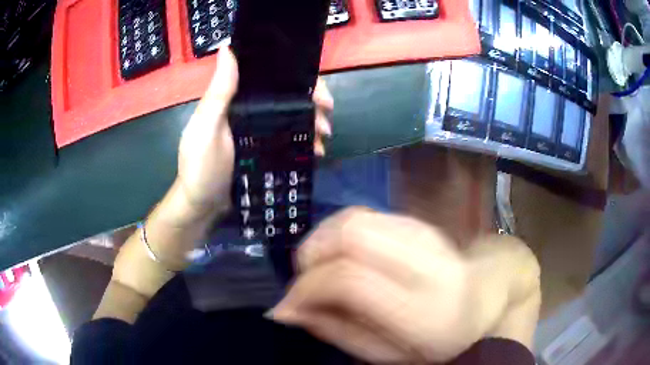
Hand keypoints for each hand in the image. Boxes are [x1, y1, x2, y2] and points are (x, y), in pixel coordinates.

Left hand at [176, 48, 333, 219]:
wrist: (203, 207)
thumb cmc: (201, 167)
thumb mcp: (207, 128)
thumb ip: (219, 92)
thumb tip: (227, 47)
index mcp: (235, 99)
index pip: (271, 79)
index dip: (298, 81)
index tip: (320, 94)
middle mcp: (249, 110)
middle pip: (287, 98)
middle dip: (313, 105)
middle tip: (327, 122)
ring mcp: (258, 132)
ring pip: (292, 118)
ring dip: (313, 124)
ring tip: (324, 140)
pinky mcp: (264, 151)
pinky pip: (289, 140)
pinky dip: (305, 143)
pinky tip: (316, 152)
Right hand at [271, 207, 540, 363]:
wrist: (485, 300)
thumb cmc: (437, 339)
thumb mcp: (387, 355)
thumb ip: (336, 331)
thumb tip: (286, 310)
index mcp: (424, 310)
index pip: (351, 279)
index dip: (308, 287)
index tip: (287, 306)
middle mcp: (427, 264)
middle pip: (352, 234)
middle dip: (312, 254)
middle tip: (303, 282)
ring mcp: (425, 235)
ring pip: (355, 218)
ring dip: (322, 241)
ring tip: (318, 270)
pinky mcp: (419, 222)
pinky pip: (365, 215)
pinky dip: (338, 233)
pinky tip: (340, 256)